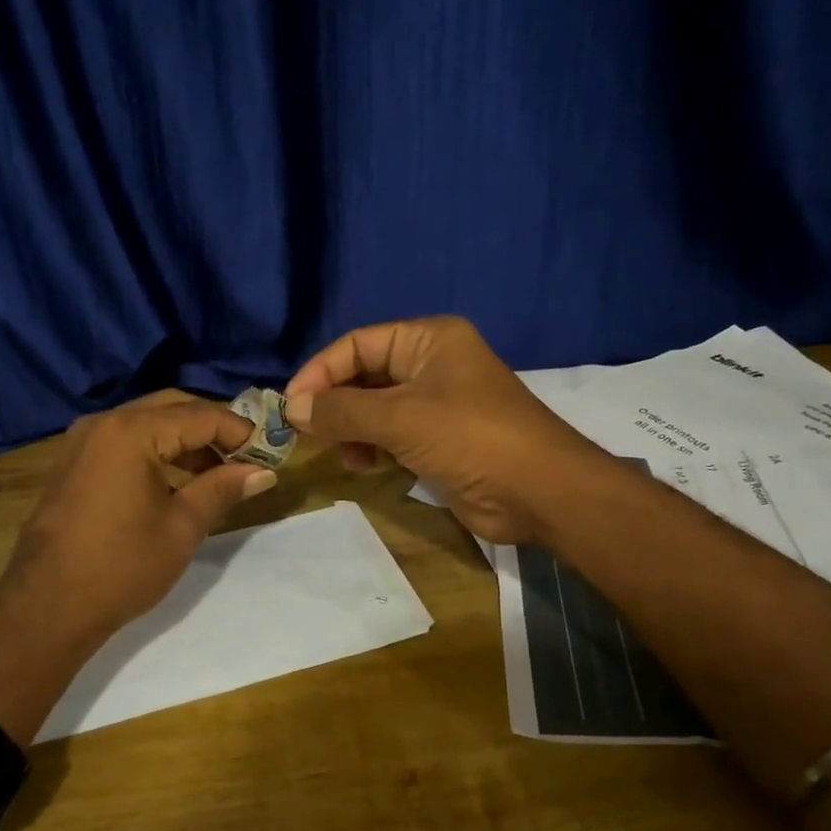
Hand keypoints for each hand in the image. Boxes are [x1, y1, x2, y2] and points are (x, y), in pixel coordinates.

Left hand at [0, 392, 273, 736]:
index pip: (201, 416)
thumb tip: (263, 472)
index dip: (240, 432)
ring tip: (218, 472)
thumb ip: (223, 488)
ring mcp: (83, 441)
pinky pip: (125, 441)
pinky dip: (157, 451)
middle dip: (213, 429)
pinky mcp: (74, 462)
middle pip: (172, 408)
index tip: (269, 453)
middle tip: (246, 458)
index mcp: (131, 431)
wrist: (46, 609)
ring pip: (148, 422)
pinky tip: (178, 480)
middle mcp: (104, 423)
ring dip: (185, 440)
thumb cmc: (121, 566)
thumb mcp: (182, 526)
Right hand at [283, 317, 607, 544]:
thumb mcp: (400, 418)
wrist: (541, 492)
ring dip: (352, 429)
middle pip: (366, 375)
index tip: (290, 405)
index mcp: (429, 339)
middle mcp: (432, 364)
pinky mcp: (441, 440)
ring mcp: (438, 403)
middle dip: (335, 404)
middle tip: (305, 433)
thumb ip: (342, 411)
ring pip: (376, 408)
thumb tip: (293, 409)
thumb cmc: (470, 437)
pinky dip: (373, 447)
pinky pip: (393, 435)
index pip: (358, 343)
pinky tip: (363, 465)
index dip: (321, 371)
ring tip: (341, 453)